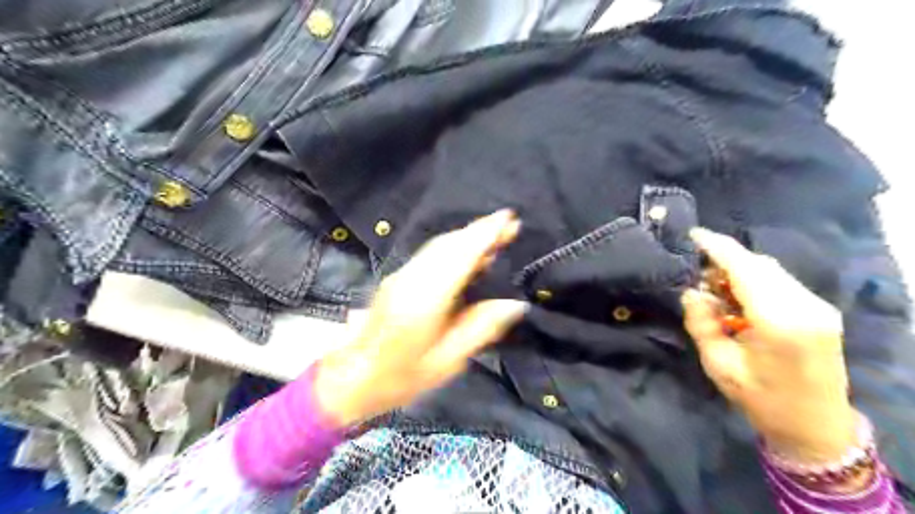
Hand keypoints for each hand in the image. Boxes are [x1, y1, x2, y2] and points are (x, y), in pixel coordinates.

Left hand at [315, 212, 530, 427]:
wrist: (352, 376)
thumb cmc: (402, 376)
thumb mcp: (448, 360)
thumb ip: (481, 328)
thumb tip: (515, 304)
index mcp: (426, 299)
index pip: (460, 256)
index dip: (484, 235)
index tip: (508, 218)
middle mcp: (412, 278)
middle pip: (449, 244)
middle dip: (479, 229)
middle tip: (509, 223)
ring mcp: (401, 275)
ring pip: (438, 245)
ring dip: (466, 235)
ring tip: (495, 233)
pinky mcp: (397, 278)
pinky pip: (430, 253)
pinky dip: (453, 246)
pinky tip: (467, 252)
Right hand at [683, 227, 853, 462]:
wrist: (816, 427)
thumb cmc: (762, 400)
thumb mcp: (719, 365)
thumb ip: (702, 323)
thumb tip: (692, 292)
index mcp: (779, 321)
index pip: (745, 268)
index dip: (717, 247)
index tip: (693, 234)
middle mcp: (805, 306)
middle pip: (759, 264)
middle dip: (725, 260)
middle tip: (697, 276)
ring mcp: (818, 307)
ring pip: (770, 270)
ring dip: (739, 270)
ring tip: (714, 289)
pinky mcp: (820, 310)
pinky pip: (780, 282)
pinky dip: (754, 280)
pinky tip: (738, 298)